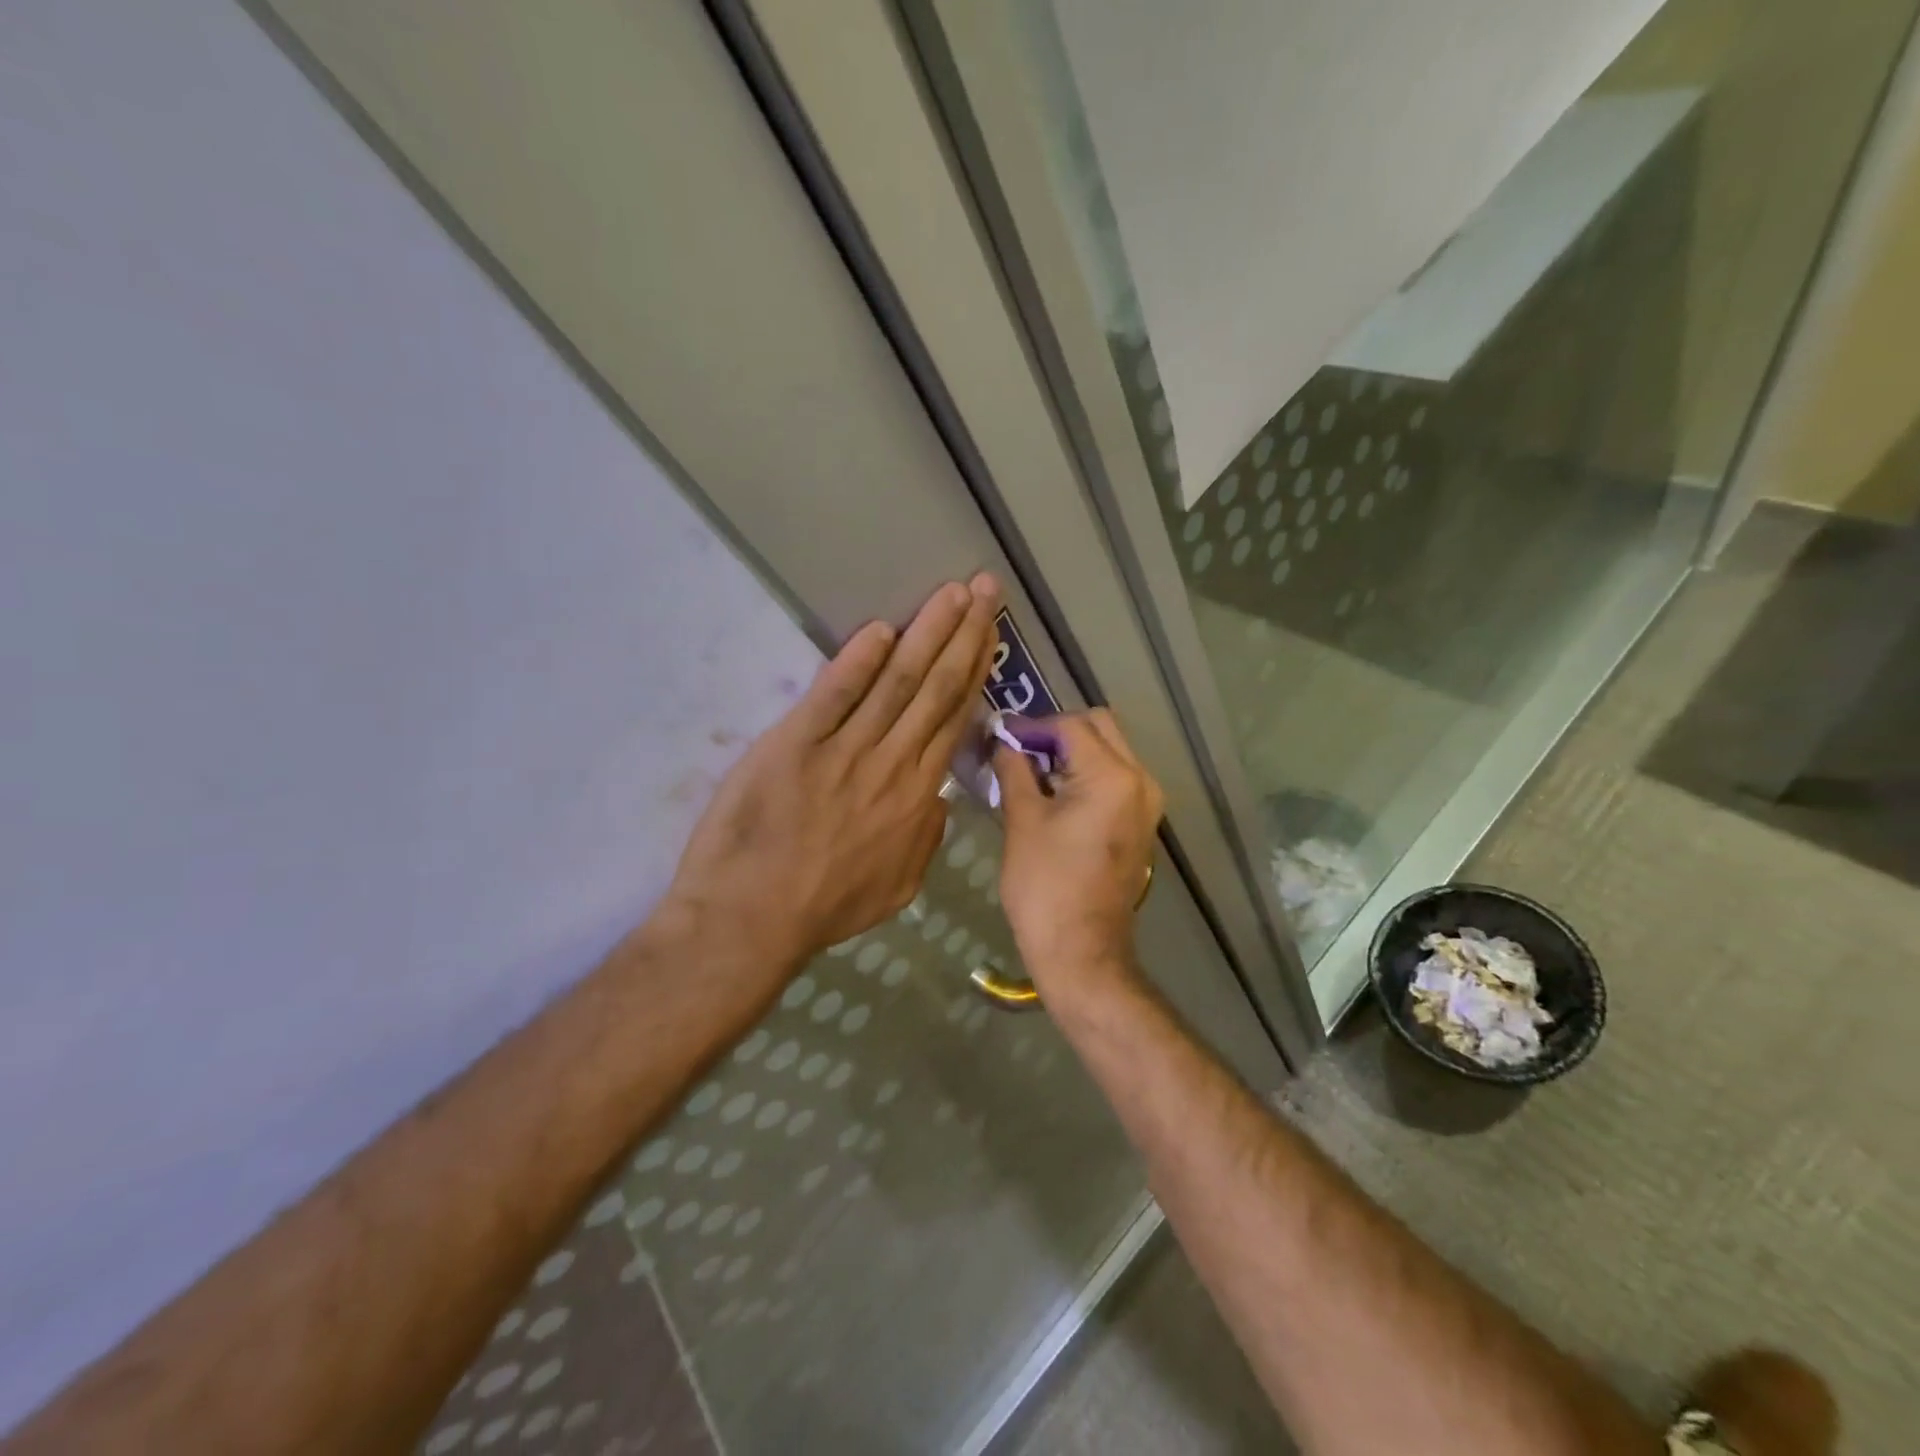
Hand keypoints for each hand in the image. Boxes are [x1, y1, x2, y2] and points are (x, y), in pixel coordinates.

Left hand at [667, 574, 999, 977]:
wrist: (751, 920)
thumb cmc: (825, 907)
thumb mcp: (897, 888)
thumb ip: (926, 840)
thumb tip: (940, 799)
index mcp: (917, 797)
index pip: (954, 719)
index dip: (976, 671)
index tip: (991, 633)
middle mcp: (891, 764)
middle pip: (936, 689)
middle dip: (964, 634)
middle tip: (984, 589)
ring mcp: (843, 751)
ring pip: (896, 682)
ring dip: (926, 634)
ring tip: (951, 594)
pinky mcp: (794, 744)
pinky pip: (834, 695)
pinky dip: (857, 661)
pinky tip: (880, 629)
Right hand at [995, 710, 1164, 993]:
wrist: (1081, 951)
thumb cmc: (1045, 885)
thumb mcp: (1022, 820)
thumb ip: (1014, 769)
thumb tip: (1003, 742)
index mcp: (1113, 776)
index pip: (1071, 725)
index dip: (1033, 727)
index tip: (1000, 737)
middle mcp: (1141, 780)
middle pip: (1100, 728)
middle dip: (1058, 732)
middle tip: (1019, 749)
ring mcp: (1147, 803)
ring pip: (1111, 751)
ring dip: (1073, 751)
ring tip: (1031, 770)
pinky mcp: (1142, 823)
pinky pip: (1116, 778)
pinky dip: (1087, 773)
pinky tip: (1054, 792)